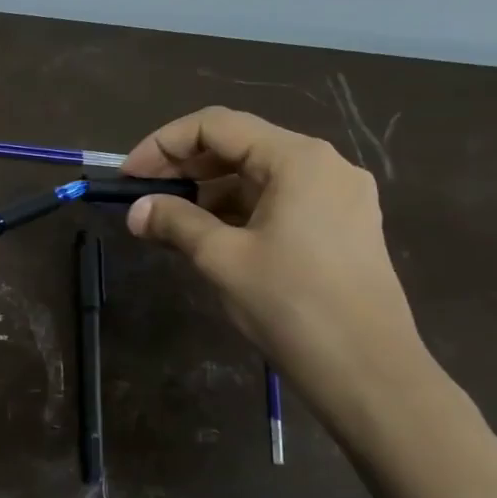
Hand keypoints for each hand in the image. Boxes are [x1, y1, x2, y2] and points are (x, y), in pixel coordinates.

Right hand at [121, 107, 428, 424]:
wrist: (368, 371)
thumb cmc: (292, 304)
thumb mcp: (222, 258)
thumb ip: (175, 223)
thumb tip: (136, 211)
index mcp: (298, 159)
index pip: (216, 126)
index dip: (163, 144)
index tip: (129, 176)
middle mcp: (323, 165)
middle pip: (239, 146)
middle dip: (184, 168)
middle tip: (142, 197)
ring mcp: (337, 197)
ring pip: (257, 177)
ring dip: (207, 193)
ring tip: (166, 222)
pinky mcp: (341, 228)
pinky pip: (277, 203)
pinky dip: (236, 212)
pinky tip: (206, 237)